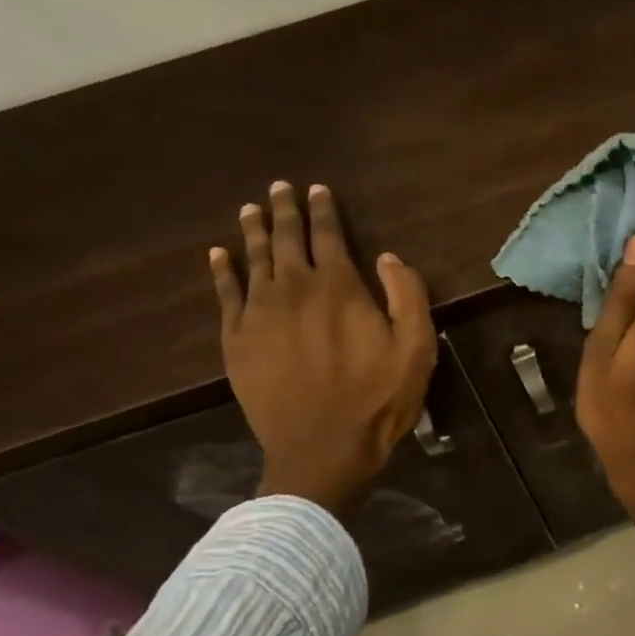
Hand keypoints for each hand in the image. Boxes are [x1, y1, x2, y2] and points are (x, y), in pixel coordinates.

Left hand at [210, 182, 436, 515]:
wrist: (322, 448)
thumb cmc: (377, 399)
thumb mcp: (416, 349)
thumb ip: (407, 296)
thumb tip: (388, 257)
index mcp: (339, 286)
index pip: (328, 234)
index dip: (323, 209)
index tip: (318, 189)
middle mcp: (294, 288)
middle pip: (285, 238)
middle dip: (284, 209)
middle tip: (279, 187)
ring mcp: (259, 312)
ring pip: (252, 258)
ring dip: (253, 230)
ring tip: (251, 209)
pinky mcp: (236, 339)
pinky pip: (225, 293)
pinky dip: (222, 270)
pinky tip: (219, 255)